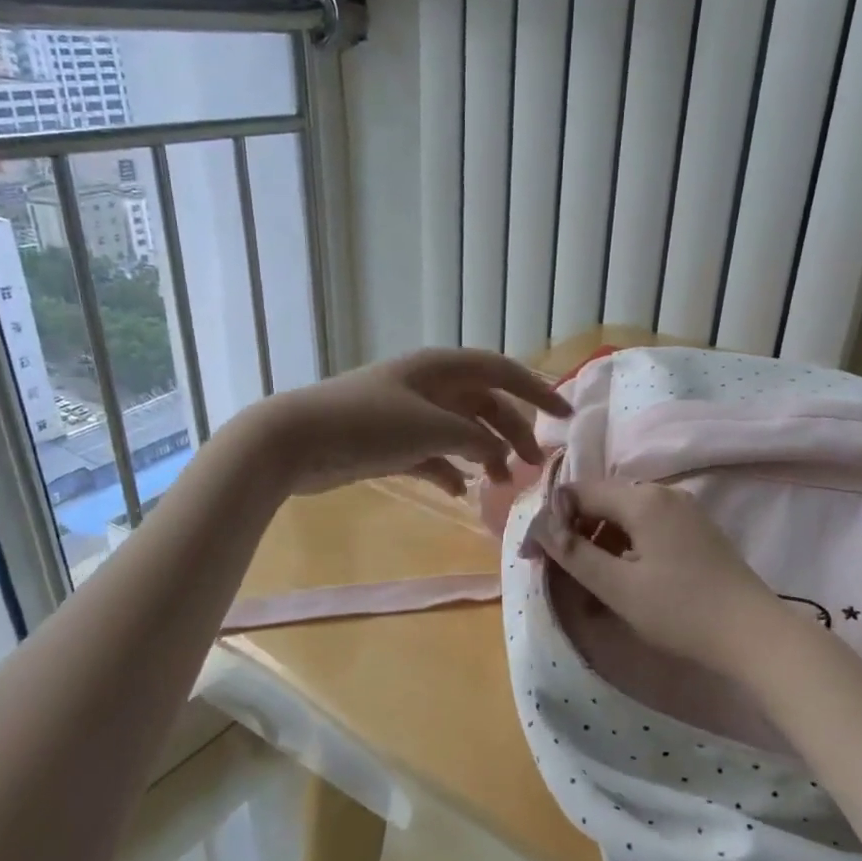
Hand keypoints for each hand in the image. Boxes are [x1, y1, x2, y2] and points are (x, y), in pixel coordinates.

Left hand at [250, 348, 570, 495]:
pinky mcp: (390, 442)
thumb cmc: (368, 424)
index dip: (537, 391)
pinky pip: (432, 454)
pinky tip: (457, 492)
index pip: (502, 371)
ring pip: (460, 431)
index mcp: (441, 368)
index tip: (565, 417)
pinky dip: (448, 470)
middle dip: (512, 432)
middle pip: (485, 405)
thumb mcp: (431, 428)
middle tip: (532, 466)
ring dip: (483, 454)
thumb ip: (475, 440)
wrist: (296, 440)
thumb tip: (497, 454)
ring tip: (498, 483)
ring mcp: (408, 414)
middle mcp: (428, 386)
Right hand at [528, 479, 784, 678]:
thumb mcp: (619, 587)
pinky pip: (647, 527)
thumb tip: (541, 528)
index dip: (550, 521)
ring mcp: (684, 511)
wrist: (755, 636)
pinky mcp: (696, 531)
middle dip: (573, 531)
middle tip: (555, 569)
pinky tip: (619, 579)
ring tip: (585, 582)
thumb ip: (575, 553)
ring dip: (598, 541)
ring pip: (624, 515)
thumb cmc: (681, 611)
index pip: (579, 493)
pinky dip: (624, 547)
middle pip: (602, 500)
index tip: (532, 556)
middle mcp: (663, 494)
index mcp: (643, 500)